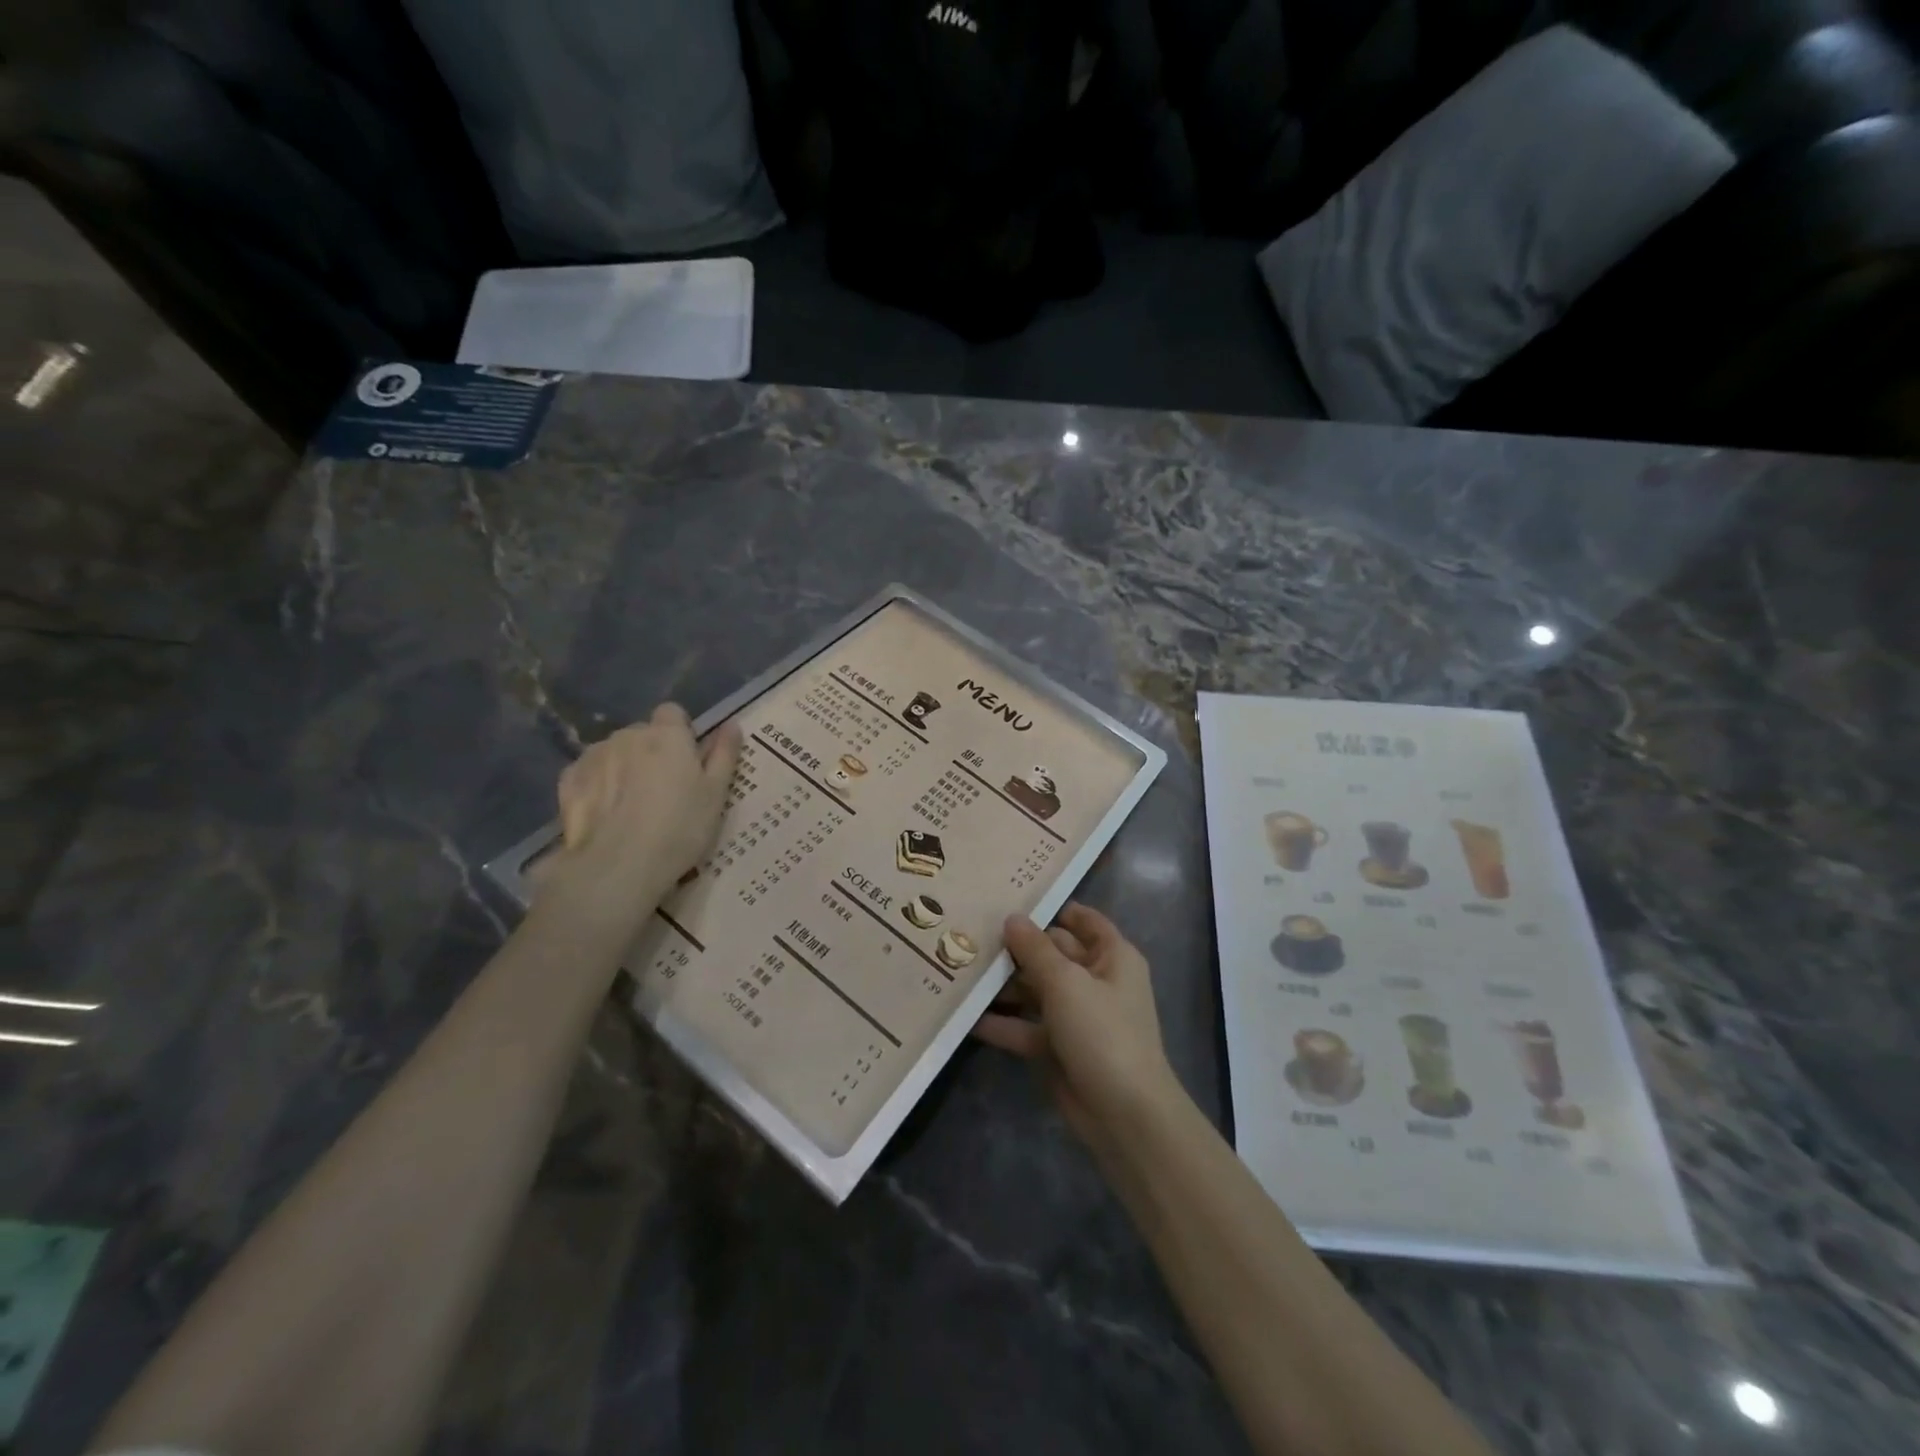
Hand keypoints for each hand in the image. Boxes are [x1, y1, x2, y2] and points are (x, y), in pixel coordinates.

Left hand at [536, 705, 741, 936]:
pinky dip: (599, 785)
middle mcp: (628, 735)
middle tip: (664, 791)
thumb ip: (724, 754)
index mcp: (668, 734)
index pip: (673, 713)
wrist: (618, 866)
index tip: (688, 762)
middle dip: (652, 753)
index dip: (681, 733)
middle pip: (643, 734)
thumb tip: (731, 725)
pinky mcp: (569, 779)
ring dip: (624, 767)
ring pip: (615, 752)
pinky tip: (606, 814)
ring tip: (632, 807)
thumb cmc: (679, 828)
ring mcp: (594, 755)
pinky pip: (589, 772)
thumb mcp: (716, 794)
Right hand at [972, 903, 1184, 1158]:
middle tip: (973, 932)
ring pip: (1036, 991)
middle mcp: (1096, 981)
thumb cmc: (1102, 1032)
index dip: (1054, 908)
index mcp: (1112, 957)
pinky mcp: (1059, 1049)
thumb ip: (1035, 949)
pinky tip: (966, 1017)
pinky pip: (1027, 1027)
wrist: (1124, 1115)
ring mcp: (1077, 1017)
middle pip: (1053, 954)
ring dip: (1004, 985)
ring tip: (962, 969)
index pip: (1085, 921)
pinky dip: (1003, 1024)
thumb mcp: (1066, 983)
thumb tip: (1011, 918)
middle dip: (1018, 947)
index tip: (1014, 897)